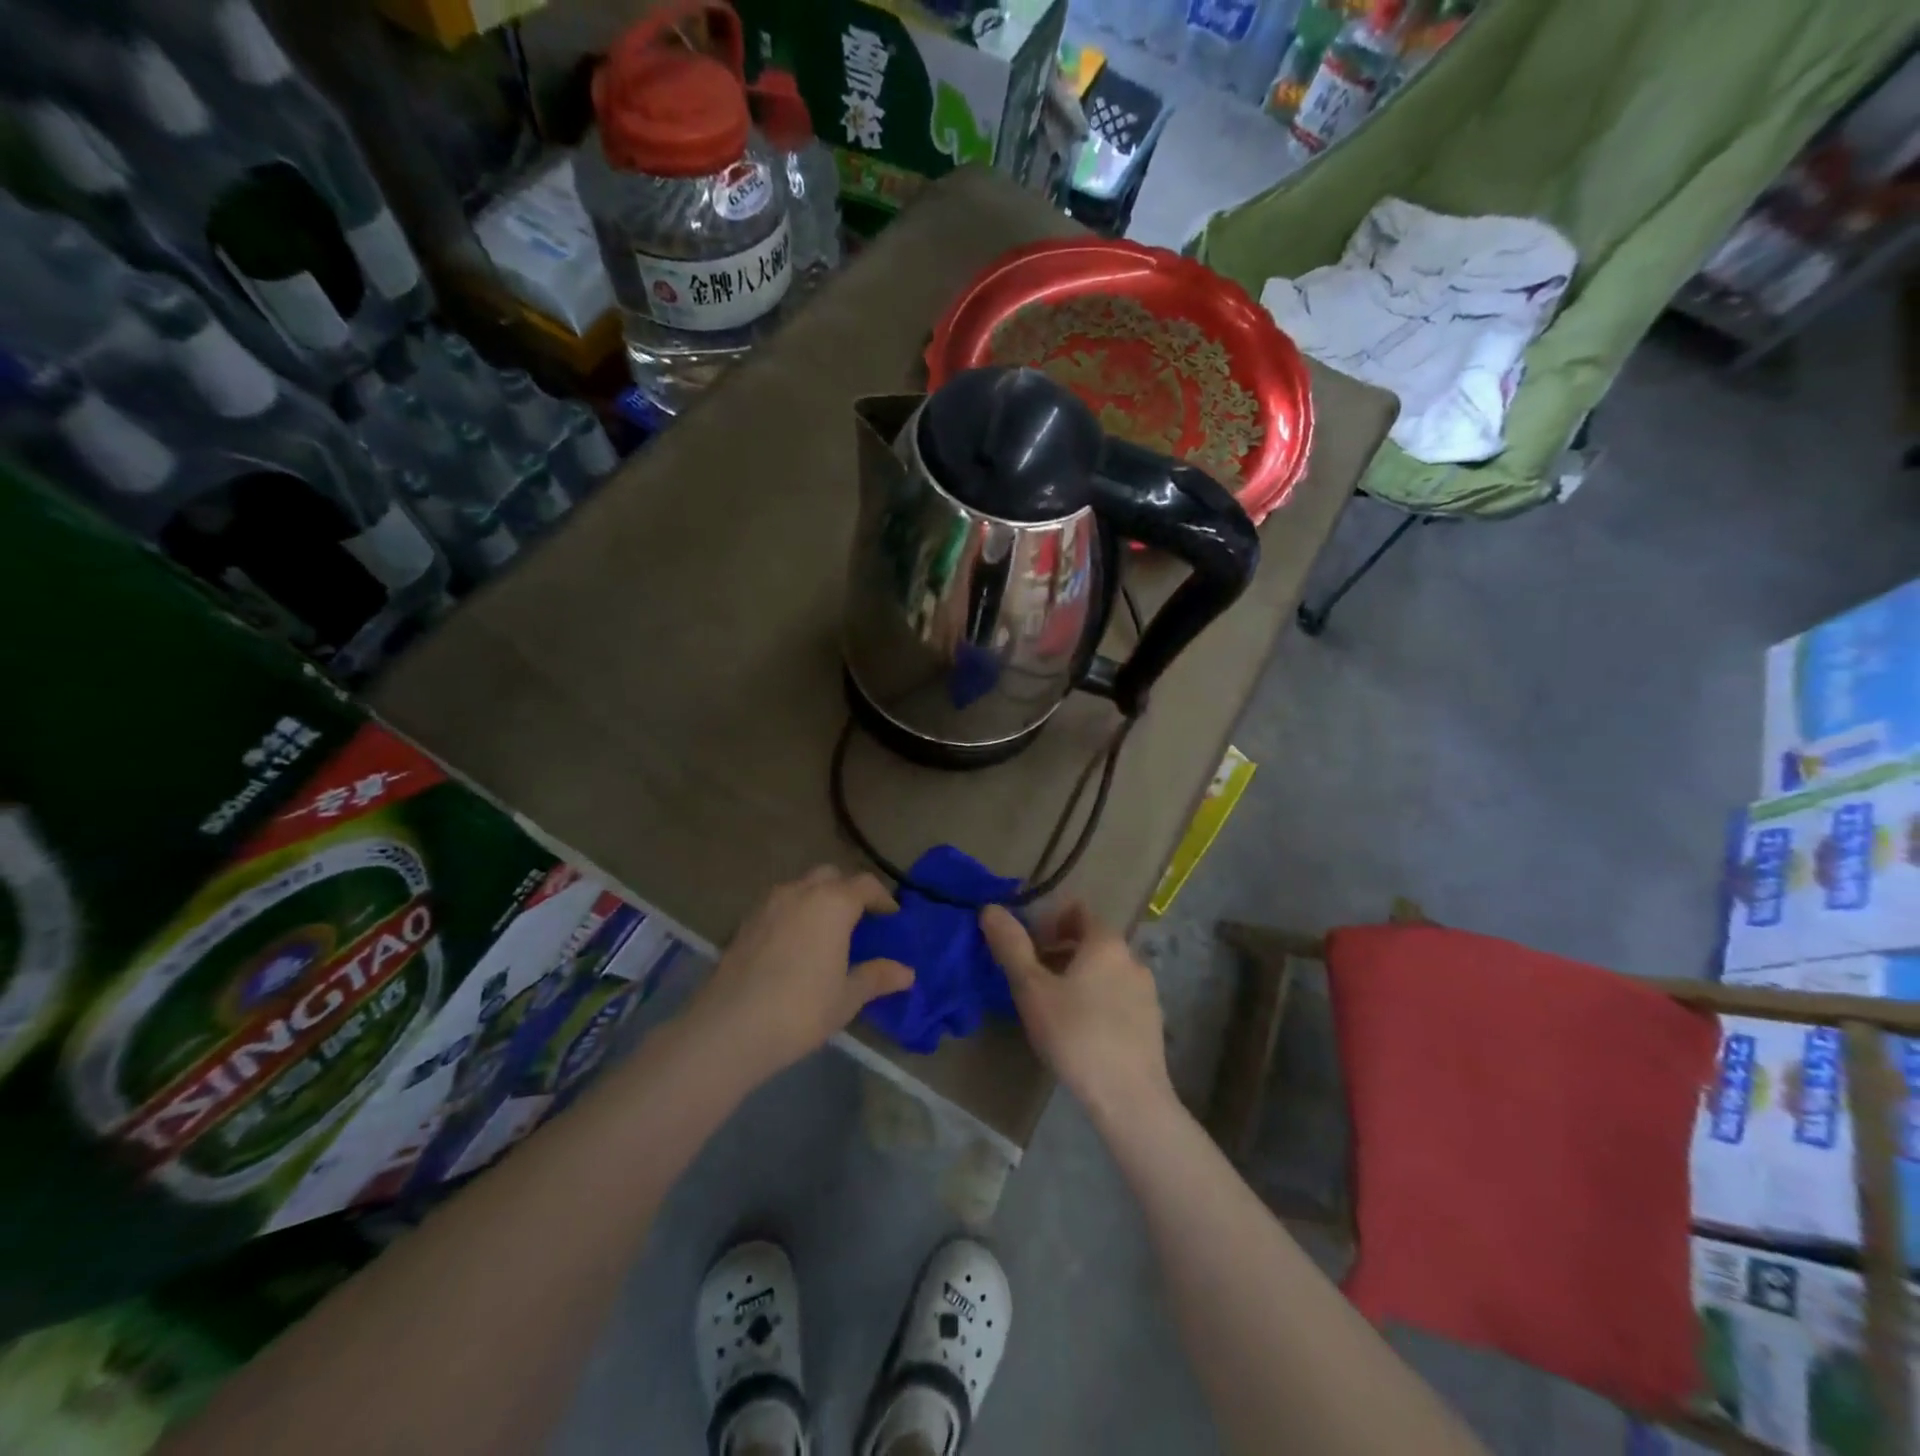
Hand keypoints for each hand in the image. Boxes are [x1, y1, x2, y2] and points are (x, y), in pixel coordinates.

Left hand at [683, 867, 913, 1084]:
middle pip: (830, 876)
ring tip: (826, 932)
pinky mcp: (744, 922)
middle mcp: (800, 892)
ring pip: (800, 887)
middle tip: (859, 919)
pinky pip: (778, 906)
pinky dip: (793, 914)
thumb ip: (877, 977)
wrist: (729, 1027)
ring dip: (817, 899)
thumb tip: (907, 973)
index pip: (865, 884)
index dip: (882, 898)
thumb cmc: (801, 1009)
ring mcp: (767, 904)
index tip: (891, 916)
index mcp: (832, 903)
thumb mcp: (847, 997)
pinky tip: (794, 946)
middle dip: (847, 891)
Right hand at [980, 901, 1171, 1121]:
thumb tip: (991, 909)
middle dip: (1058, 951)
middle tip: (1031, 979)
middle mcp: (1132, 958)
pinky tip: (1080, 1032)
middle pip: (1090, 940)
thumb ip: (1011, 946)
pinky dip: (1096, 1000)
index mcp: (1106, 942)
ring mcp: (1147, 991)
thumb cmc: (1075, 1035)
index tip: (1026, 947)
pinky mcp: (1152, 1022)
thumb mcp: (1032, 989)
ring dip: (1076, 977)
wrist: (1130, 1099)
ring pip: (1104, 970)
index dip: (1047, 920)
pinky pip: (1118, 996)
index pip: (1076, 909)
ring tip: (1052, 1008)